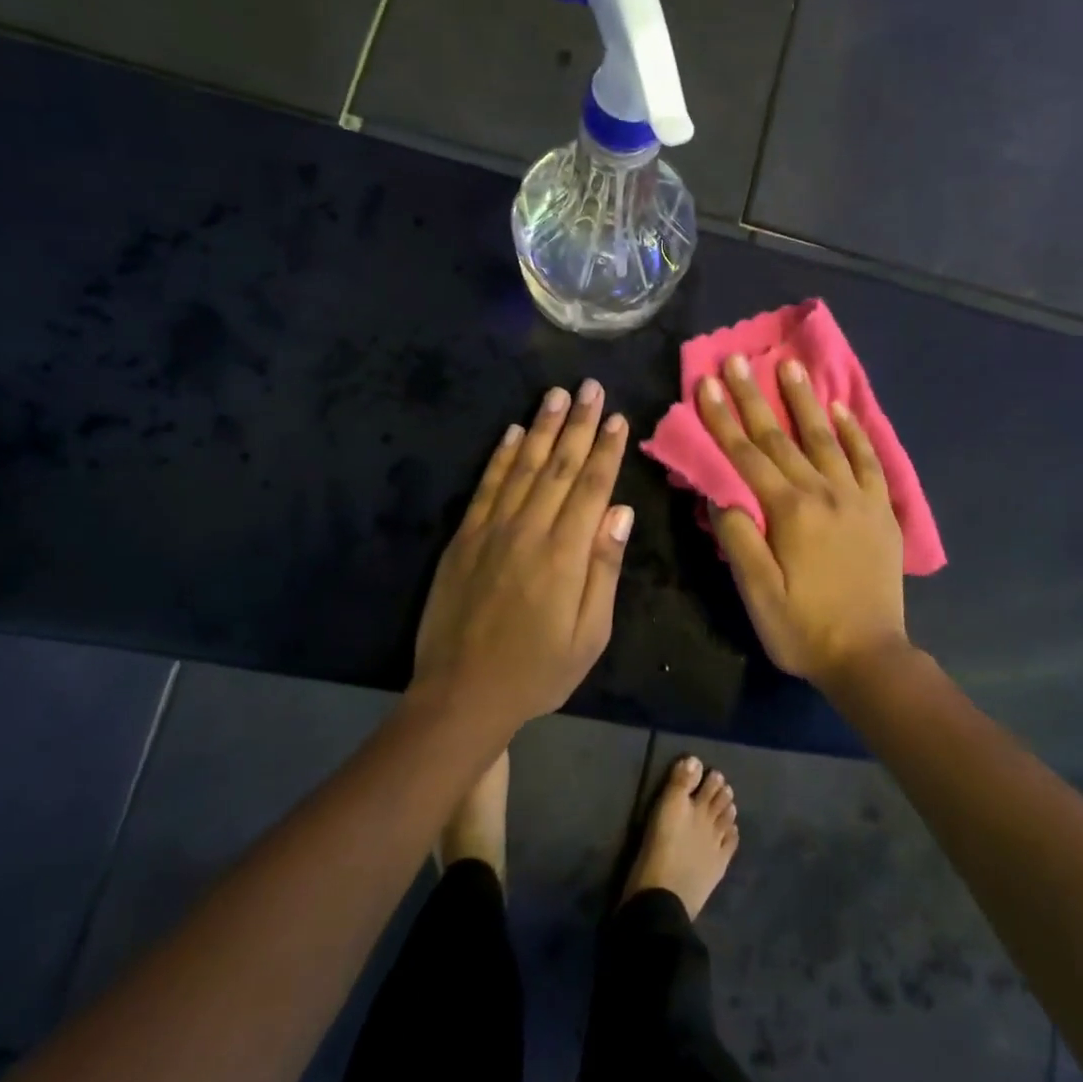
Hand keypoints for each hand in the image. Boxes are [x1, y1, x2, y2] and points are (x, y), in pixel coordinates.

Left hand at [410, 380, 633, 727]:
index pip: (591, 487)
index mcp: (565, 554)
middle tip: (591, 387)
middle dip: (578, 423)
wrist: (461, 694)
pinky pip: (486, 486)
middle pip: (558, 465)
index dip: (606, 450)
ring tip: (556, 394)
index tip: (618, 418)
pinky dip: (500, 456)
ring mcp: (491, 529)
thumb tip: (621, 512)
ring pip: (522, 465)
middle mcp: (529, 530)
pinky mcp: (464, 537)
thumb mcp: (589, 635)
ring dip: (541, 427)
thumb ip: (604, 569)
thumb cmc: (537, 671)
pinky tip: (512, 432)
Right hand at [697, 355, 908, 688]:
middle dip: (755, 397)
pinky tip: (842, 409)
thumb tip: (724, 497)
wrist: (870, 657)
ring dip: (805, 401)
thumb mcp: (757, 594)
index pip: (747, 455)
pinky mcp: (881, 510)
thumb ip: (738, 540)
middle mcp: (823, 493)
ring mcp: (856, 498)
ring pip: (826, 438)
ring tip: (790, 366)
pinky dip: (855, 432)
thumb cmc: (804, 628)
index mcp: (789, 511)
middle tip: (738, 359)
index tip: (708, 384)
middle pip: (781, 438)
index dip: (724, 419)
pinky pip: (868, 461)